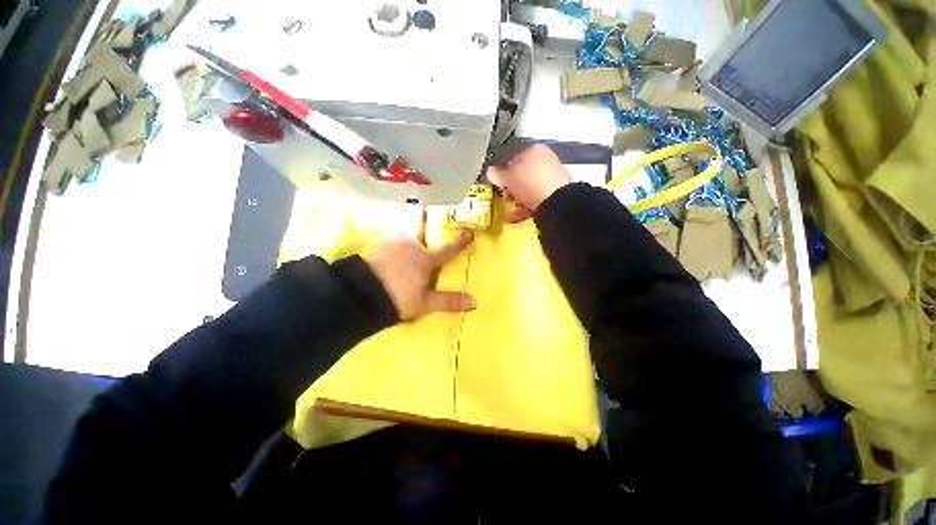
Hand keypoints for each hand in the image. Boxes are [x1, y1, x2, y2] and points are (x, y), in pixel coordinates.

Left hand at [365, 231, 476, 320]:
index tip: (469, 232)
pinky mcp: (380, 244)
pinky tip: (386, 263)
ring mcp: (395, 242)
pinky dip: (393, 251)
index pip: (448, 250)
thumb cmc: (398, 297)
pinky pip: (392, 244)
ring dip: (407, 250)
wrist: (362, 293)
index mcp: (426, 259)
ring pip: (407, 242)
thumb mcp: (425, 303)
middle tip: (417, 264)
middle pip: (423, 243)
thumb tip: (474, 302)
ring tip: (399, 266)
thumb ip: (449, 301)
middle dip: (423, 250)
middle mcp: (413, 245)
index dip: (460, 242)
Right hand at [487, 145, 571, 222]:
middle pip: (522, 175)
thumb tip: (490, 172)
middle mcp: (545, 161)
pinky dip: (526, 207)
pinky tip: (517, 217)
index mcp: (533, 150)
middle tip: (504, 196)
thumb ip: (497, 174)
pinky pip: (536, 199)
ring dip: (517, 200)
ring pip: (528, 189)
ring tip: (511, 210)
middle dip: (511, 188)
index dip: (502, 171)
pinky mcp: (556, 195)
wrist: (555, 202)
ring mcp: (552, 178)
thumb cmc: (529, 183)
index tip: (497, 183)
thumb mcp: (507, 178)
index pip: (513, 158)